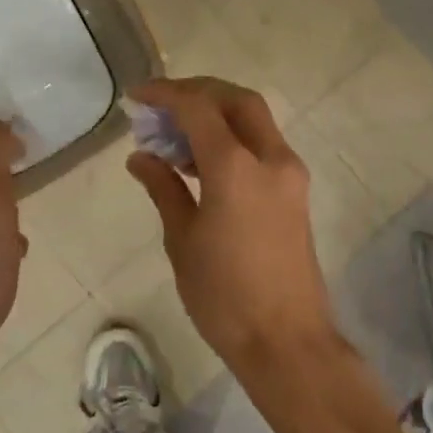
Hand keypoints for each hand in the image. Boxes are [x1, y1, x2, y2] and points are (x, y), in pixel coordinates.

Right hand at [125, 77, 341, 382]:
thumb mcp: (183, 240)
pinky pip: (262, 145)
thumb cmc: (224, 296)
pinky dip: (232, 138)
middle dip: (198, 92)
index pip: (198, 107)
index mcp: (236, 167)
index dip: (165, 94)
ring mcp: (289, 173)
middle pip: (237, 100)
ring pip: (254, 120)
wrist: (286, 340)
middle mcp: (270, 158)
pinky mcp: (295, 191)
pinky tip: (200, 162)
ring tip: (173, 137)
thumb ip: (164, 188)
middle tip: (161, 107)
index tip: (136, 97)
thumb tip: (141, 157)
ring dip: (216, 115)